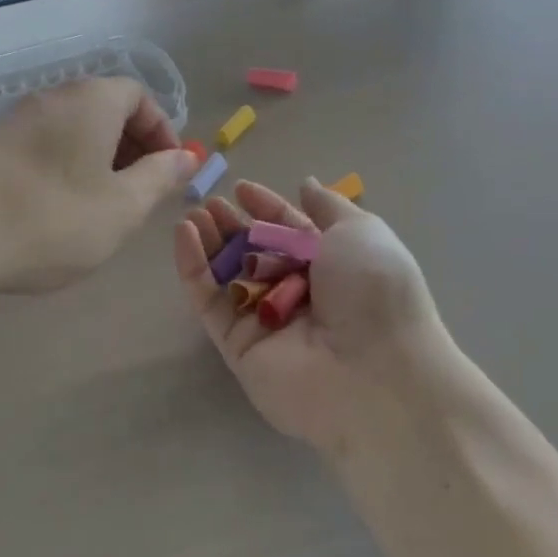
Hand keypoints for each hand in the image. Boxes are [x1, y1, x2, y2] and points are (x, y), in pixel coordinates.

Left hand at [0, 77, 197, 294]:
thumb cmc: (50, 219)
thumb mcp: (121, 207)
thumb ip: (159, 177)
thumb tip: (186, 156)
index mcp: (91, 100)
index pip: (139, 96)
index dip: (161, 132)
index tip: (168, 172)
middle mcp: (53, 97)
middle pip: (105, 109)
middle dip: (131, 147)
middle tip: (138, 193)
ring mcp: (15, 119)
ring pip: (72, 129)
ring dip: (96, 160)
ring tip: (100, 206)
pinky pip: (43, 144)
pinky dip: (63, 166)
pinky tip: (56, 209)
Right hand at [174, 179, 452, 452]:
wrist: (374, 372)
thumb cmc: (372, 291)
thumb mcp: (361, 232)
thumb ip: (327, 206)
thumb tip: (305, 184)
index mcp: (333, 268)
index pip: (291, 232)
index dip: (266, 208)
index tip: (240, 188)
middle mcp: (299, 295)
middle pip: (256, 253)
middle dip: (233, 226)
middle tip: (209, 203)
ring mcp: (267, 322)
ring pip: (229, 276)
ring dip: (209, 243)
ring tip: (192, 215)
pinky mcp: (238, 346)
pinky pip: (211, 302)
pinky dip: (193, 269)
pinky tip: (183, 234)